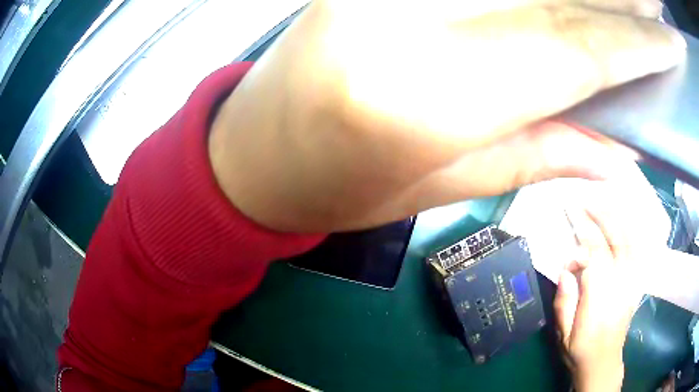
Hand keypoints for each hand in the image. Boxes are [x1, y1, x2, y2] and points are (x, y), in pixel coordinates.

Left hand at [209, 0, 684, 231]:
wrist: (253, 156)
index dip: (641, 40)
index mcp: (426, 96)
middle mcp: (401, 19)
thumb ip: (538, 152)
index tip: (670, 39)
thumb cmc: (329, 187)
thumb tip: (618, 149)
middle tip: (653, 6)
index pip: (577, 49)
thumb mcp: (433, 188)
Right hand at [553, 163, 666, 391]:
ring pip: (629, 240)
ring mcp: (631, 281)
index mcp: (600, 299)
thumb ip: (565, 303)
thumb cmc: (580, 350)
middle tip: (585, 199)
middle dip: (600, 216)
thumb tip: (565, 270)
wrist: (603, 362)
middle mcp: (620, 285)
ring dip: (616, 217)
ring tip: (602, 200)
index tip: (571, 212)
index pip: (595, 255)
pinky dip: (632, 229)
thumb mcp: (564, 335)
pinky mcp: (636, 281)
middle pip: (614, 241)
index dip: (584, 231)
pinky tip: (624, 218)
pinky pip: (638, 249)